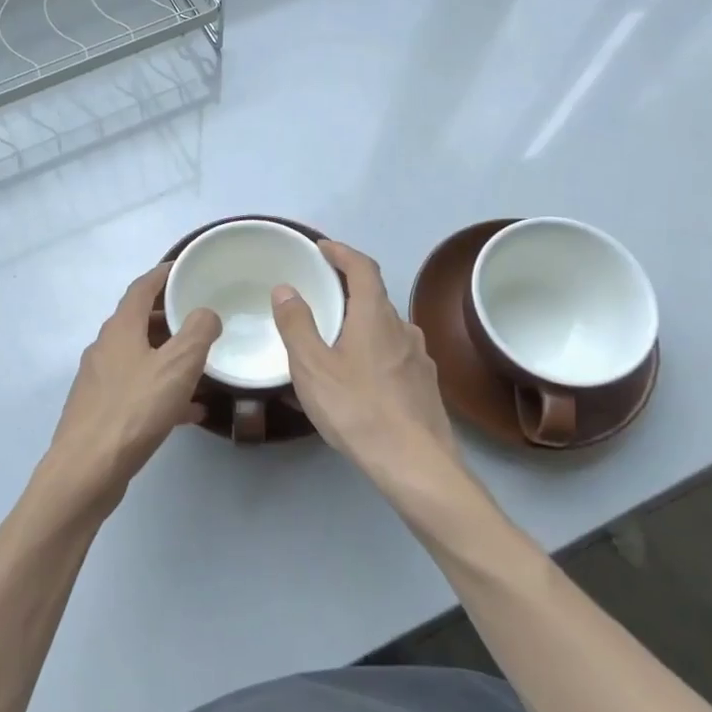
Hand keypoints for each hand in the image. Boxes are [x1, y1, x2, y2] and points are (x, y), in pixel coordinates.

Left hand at [32, 262, 220, 519]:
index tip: (187, 268)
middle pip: (139, 321)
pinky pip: (137, 390)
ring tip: (202, 363)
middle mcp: (105, 348)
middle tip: (202, 317)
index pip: (142, 288)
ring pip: (140, 357)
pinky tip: (189, 411)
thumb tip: (206, 313)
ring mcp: (99, 380)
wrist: (86, 470)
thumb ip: (198, 333)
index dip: (164, 274)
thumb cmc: (133, 411)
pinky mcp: (101, 410)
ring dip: (168, 355)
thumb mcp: (177, 366)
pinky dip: (162, 390)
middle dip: (170, 316)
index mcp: (120, 329)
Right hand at [272, 240, 462, 484]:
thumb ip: (296, 325)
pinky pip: (394, 355)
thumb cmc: (357, 409)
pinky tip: (359, 379)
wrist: (415, 463)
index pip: (362, 268)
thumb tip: (286, 288)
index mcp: (374, 316)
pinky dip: (373, 352)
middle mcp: (402, 328)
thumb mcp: (312, 367)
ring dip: (361, 324)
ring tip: (335, 343)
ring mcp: (419, 358)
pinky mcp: (425, 385)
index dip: (342, 253)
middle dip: (347, 291)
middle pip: (374, 298)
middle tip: (320, 298)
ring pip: (385, 329)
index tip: (322, 248)